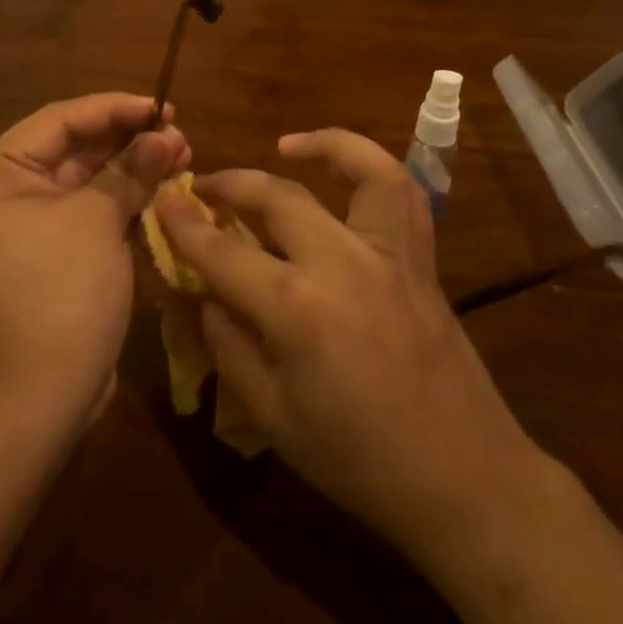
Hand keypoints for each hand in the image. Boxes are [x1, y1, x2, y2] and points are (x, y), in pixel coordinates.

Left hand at [0, 94, 188, 422]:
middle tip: (178, 130)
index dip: (115, 109)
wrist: (44, 396)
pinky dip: (121, 196)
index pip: (59, 121)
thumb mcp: (98, 220)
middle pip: (71, 148)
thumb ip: (132, 168)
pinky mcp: (47, 251)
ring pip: (83, 178)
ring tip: (181, 151)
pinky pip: (85, 208)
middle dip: (127, 139)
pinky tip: (162, 182)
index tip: (162, 105)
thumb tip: (167, 133)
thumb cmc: (62, 292)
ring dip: (130, 165)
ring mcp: (22, 224)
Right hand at [158, 129, 538, 558]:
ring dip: (317, 146)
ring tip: (283, 147)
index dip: (184, 225)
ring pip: (355, 170)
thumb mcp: (273, 418)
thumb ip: (230, 349)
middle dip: (230, 184)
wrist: (461, 477)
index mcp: (296, 309)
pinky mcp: (420, 257)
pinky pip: (402, 191)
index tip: (162, 201)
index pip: (222, 253)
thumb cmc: (358, 459)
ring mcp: (387, 253)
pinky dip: (373, 164)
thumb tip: (206, 297)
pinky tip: (347, 166)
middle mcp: (340, 263)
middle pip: (275, 197)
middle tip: (204, 187)